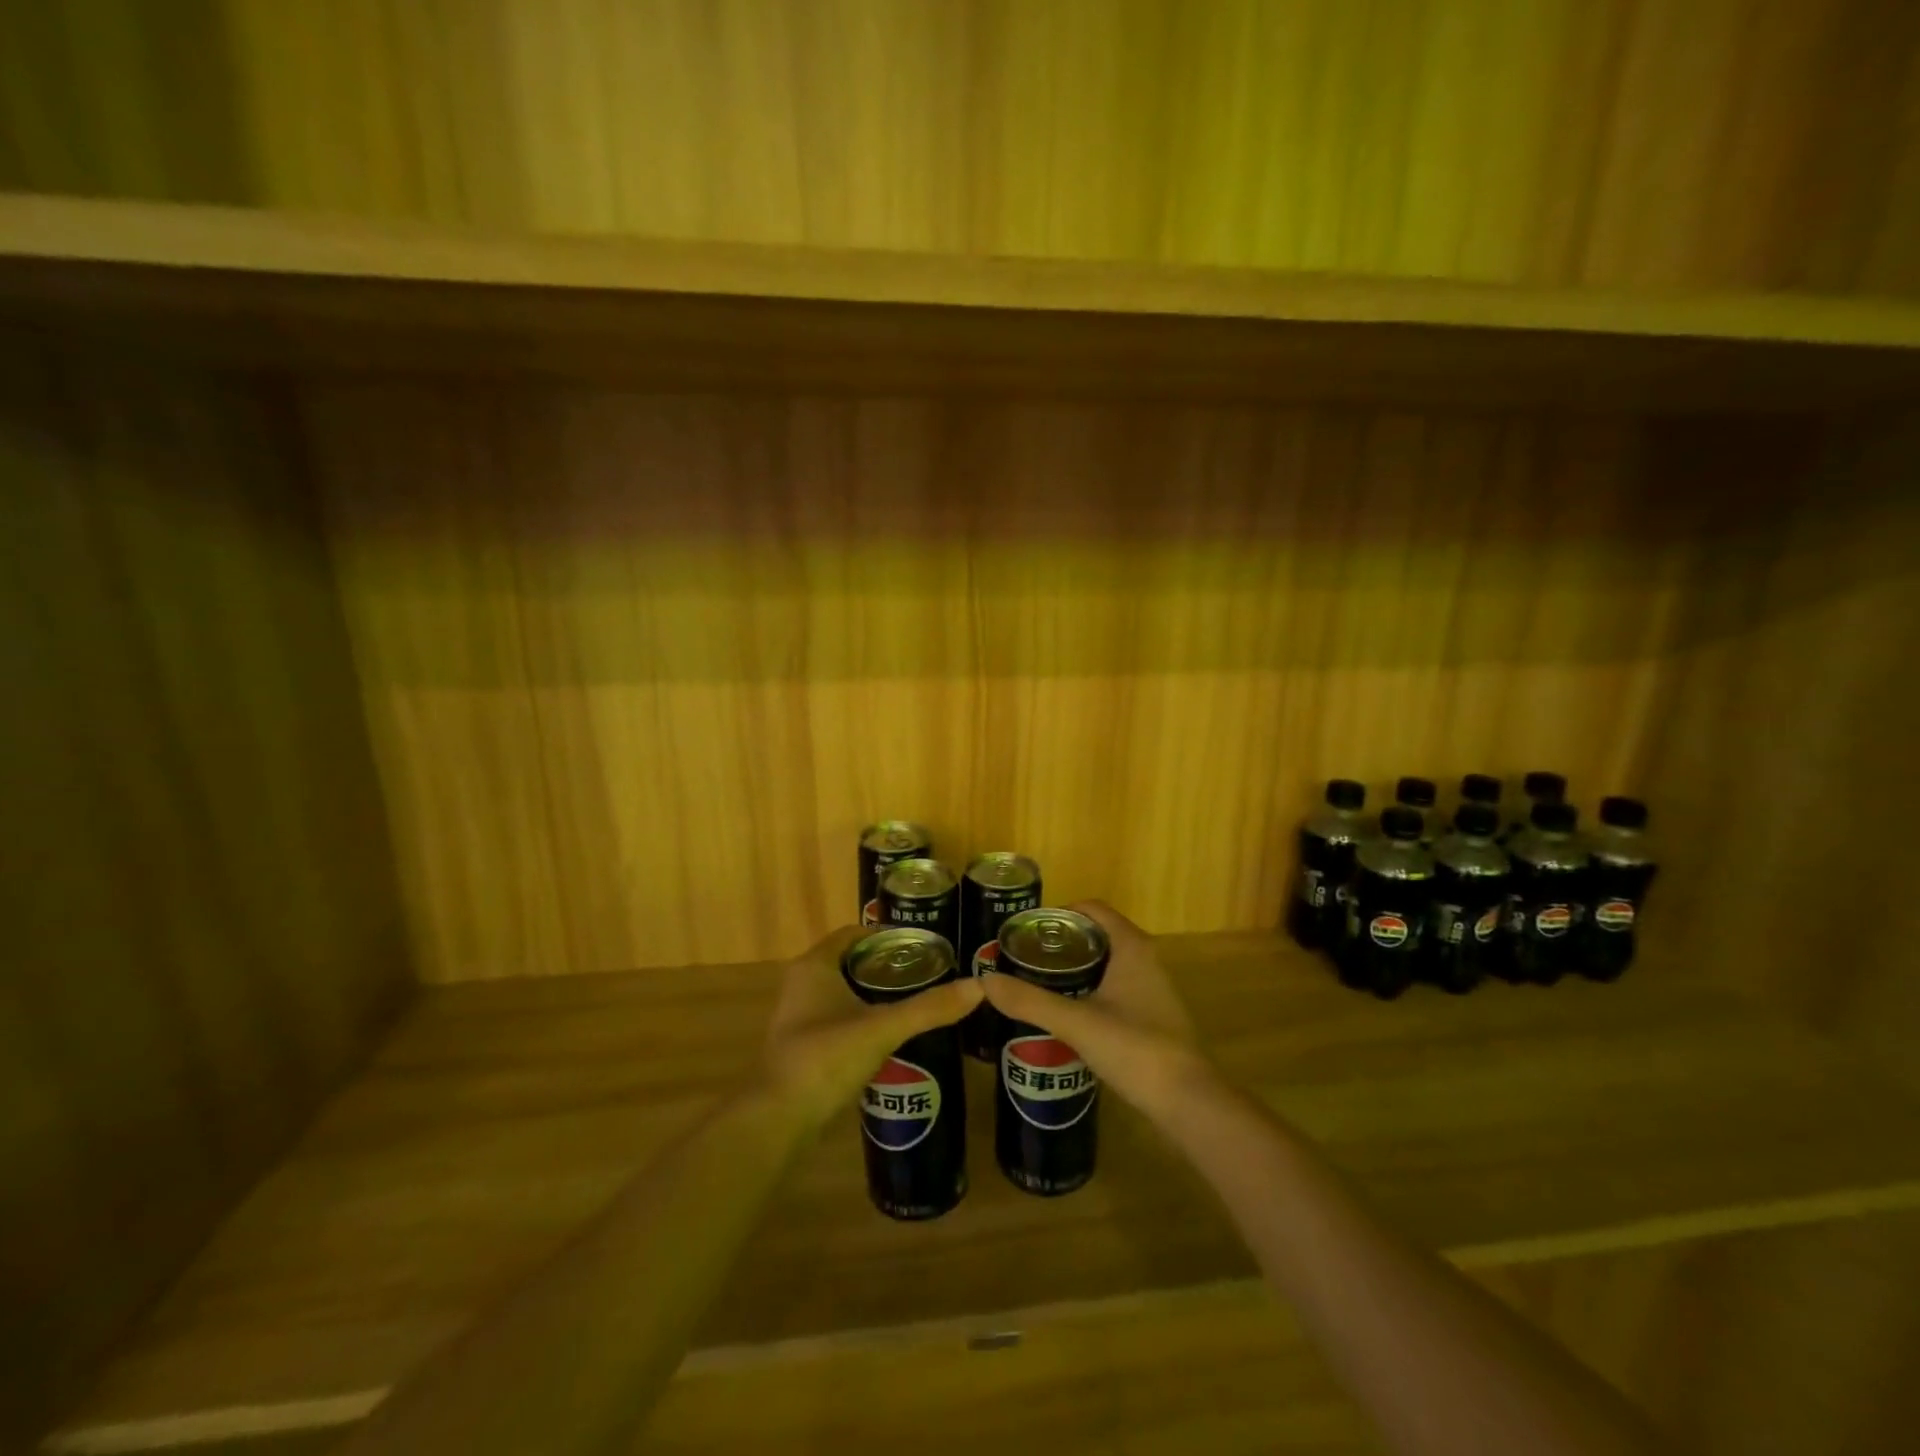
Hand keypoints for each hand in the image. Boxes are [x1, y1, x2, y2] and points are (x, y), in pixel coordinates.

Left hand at [763, 926, 983, 1127]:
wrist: (778, 1120)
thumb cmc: (825, 1058)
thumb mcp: (882, 1028)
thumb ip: (928, 1008)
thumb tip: (979, 987)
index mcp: (815, 966)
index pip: (853, 934)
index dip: (887, 936)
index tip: (922, 946)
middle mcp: (802, 983)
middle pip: (850, 962)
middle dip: (886, 966)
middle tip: (926, 973)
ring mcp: (799, 1016)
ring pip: (844, 992)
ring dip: (874, 994)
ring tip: (915, 1001)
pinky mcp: (803, 1046)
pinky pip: (838, 1019)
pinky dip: (863, 1019)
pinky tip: (891, 1035)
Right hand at [979, 901, 1212, 1119]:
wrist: (1187, 1101)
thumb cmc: (1135, 1048)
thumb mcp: (1076, 1023)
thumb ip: (1030, 1001)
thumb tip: (985, 981)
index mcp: (1131, 947)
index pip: (1091, 909)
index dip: (1058, 913)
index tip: (1025, 930)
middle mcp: (1144, 959)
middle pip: (1096, 934)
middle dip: (1060, 942)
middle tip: (1023, 957)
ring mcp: (1150, 988)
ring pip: (1104, 962)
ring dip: (1073, 967)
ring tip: (1036, 982)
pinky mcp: (1150, 1014)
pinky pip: (1112, 987)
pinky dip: (1087, 988)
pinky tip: (1064, 1011)